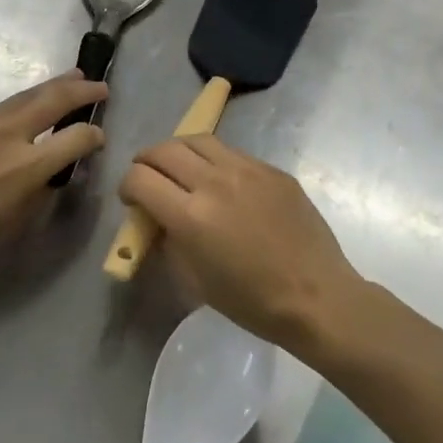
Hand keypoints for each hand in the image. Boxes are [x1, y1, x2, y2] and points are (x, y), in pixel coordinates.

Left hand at [0, 72, 107, 277]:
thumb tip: (47, 173)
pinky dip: (15, 108)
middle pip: (54, 99)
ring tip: (69, 78)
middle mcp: (9, 134)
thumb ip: (36, 191)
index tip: (98, 135)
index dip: (94, 134)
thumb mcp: (10, 220)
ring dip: (51, 87)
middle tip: (98, 85)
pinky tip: (13, 118)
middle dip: (81, 89)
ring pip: (24, 96)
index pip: (77, 137)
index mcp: (28, 165)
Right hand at [119, 134, 363, 347]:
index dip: (127, 187)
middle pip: (164, 150)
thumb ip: (169, 240)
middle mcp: (215, 182)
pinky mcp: (273, 171)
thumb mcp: (194, 279)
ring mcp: (248, 171)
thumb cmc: (251, 301)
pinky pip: (233, 153)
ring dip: (179, 152)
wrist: (316, 296)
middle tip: (148, 177)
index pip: (140, 178)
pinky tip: (222, 183)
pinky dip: (215, 161)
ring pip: (199, 140)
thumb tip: (159, 219)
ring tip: (181, 169)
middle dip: (146, 162)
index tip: (131, 201)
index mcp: (190, 215)